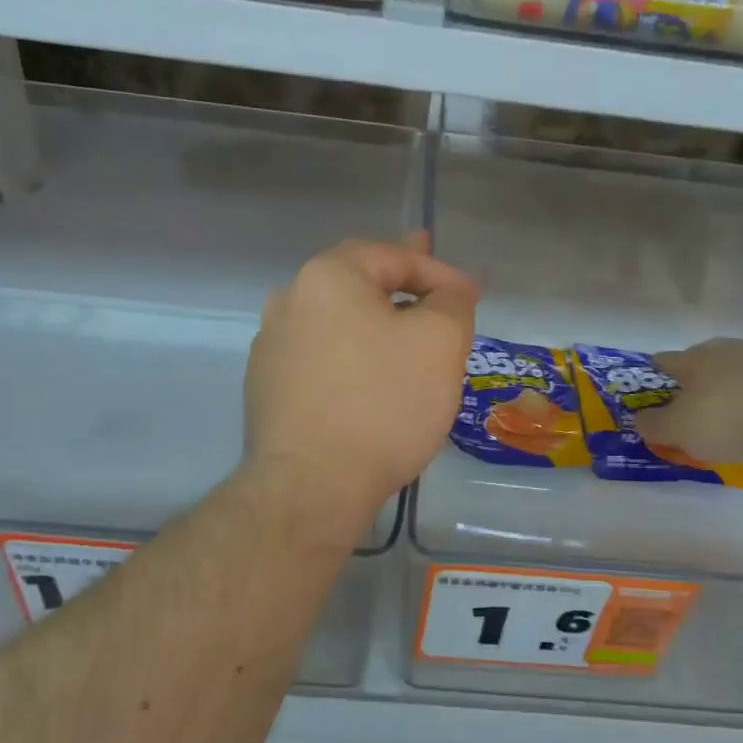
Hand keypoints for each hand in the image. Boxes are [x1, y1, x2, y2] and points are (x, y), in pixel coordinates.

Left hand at [243, 233, 477, 532]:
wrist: (311, 486)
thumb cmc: (382, 404)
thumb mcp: (440, 342)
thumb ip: (451, 303)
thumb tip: (445, 295)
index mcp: (327, 277)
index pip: (394, 256)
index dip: (441, 272)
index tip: (473, 297)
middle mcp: (289, 300)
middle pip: (358, 283)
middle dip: (403, 283)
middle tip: (434, 285)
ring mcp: (272, 347)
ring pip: (338, 321)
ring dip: (376, 321)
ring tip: (405, 331)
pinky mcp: (269, 388)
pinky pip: (323, 358)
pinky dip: (353, 356)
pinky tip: (369, 377)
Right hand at [635, 338, 742, 463]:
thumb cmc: (727, 418)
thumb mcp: (678, 430)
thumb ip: (654, 425)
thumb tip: (641, 419)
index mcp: (692, 359)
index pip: (664, 361)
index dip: (656, 376)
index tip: (655, 394)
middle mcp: (725, 349)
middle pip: (703, 361)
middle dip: (696, 381)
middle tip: (694, 408)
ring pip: (738, 369)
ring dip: (732, 387)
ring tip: (734, 416)